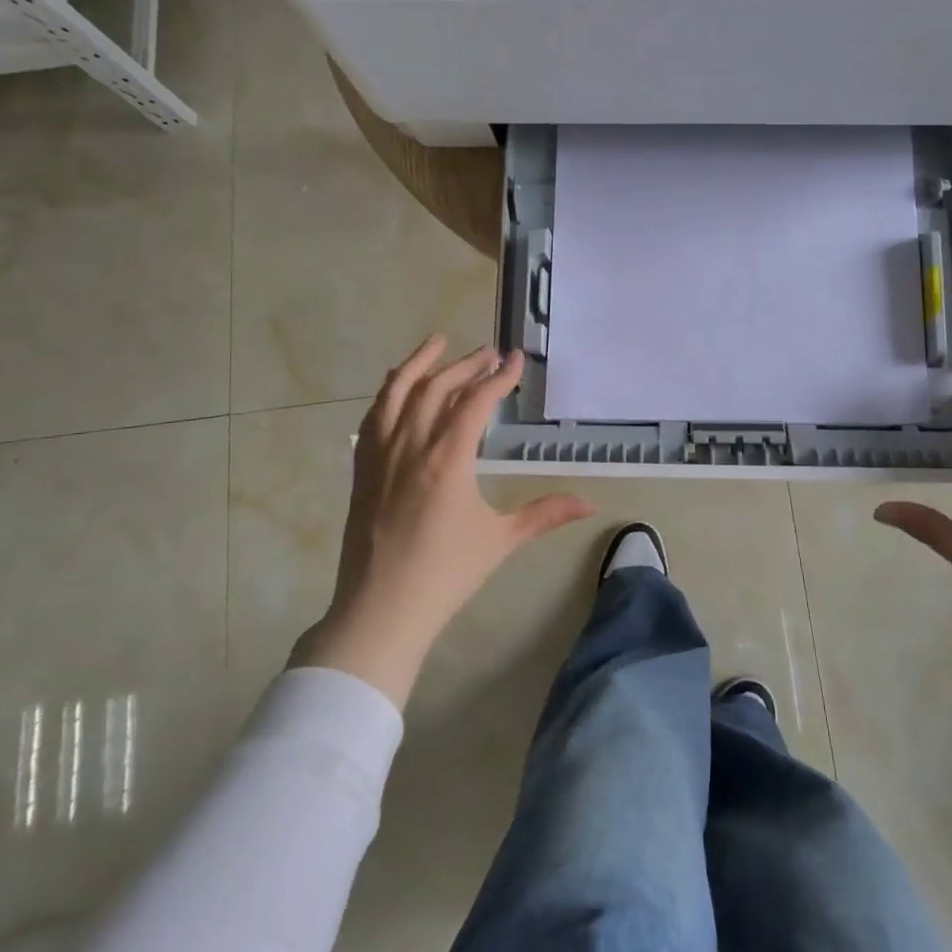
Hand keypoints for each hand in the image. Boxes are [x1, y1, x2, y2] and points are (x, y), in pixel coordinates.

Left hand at [291, 335, 594, 705]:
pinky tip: (399, 386)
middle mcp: (411, 446)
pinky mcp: (362, 468)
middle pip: (437, 387)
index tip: (516, 359)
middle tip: (490, 352)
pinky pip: (374, 415)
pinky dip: (389, 391)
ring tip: (438, 342)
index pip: (475, 402)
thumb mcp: (500, 540)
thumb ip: (545, 514)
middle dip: (466, 364)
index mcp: (447, 459)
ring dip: (419, 363)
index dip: (498, 377)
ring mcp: (380, 454)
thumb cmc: (446, 574)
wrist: (381, 609)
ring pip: (397, 392)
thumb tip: (590, 503)